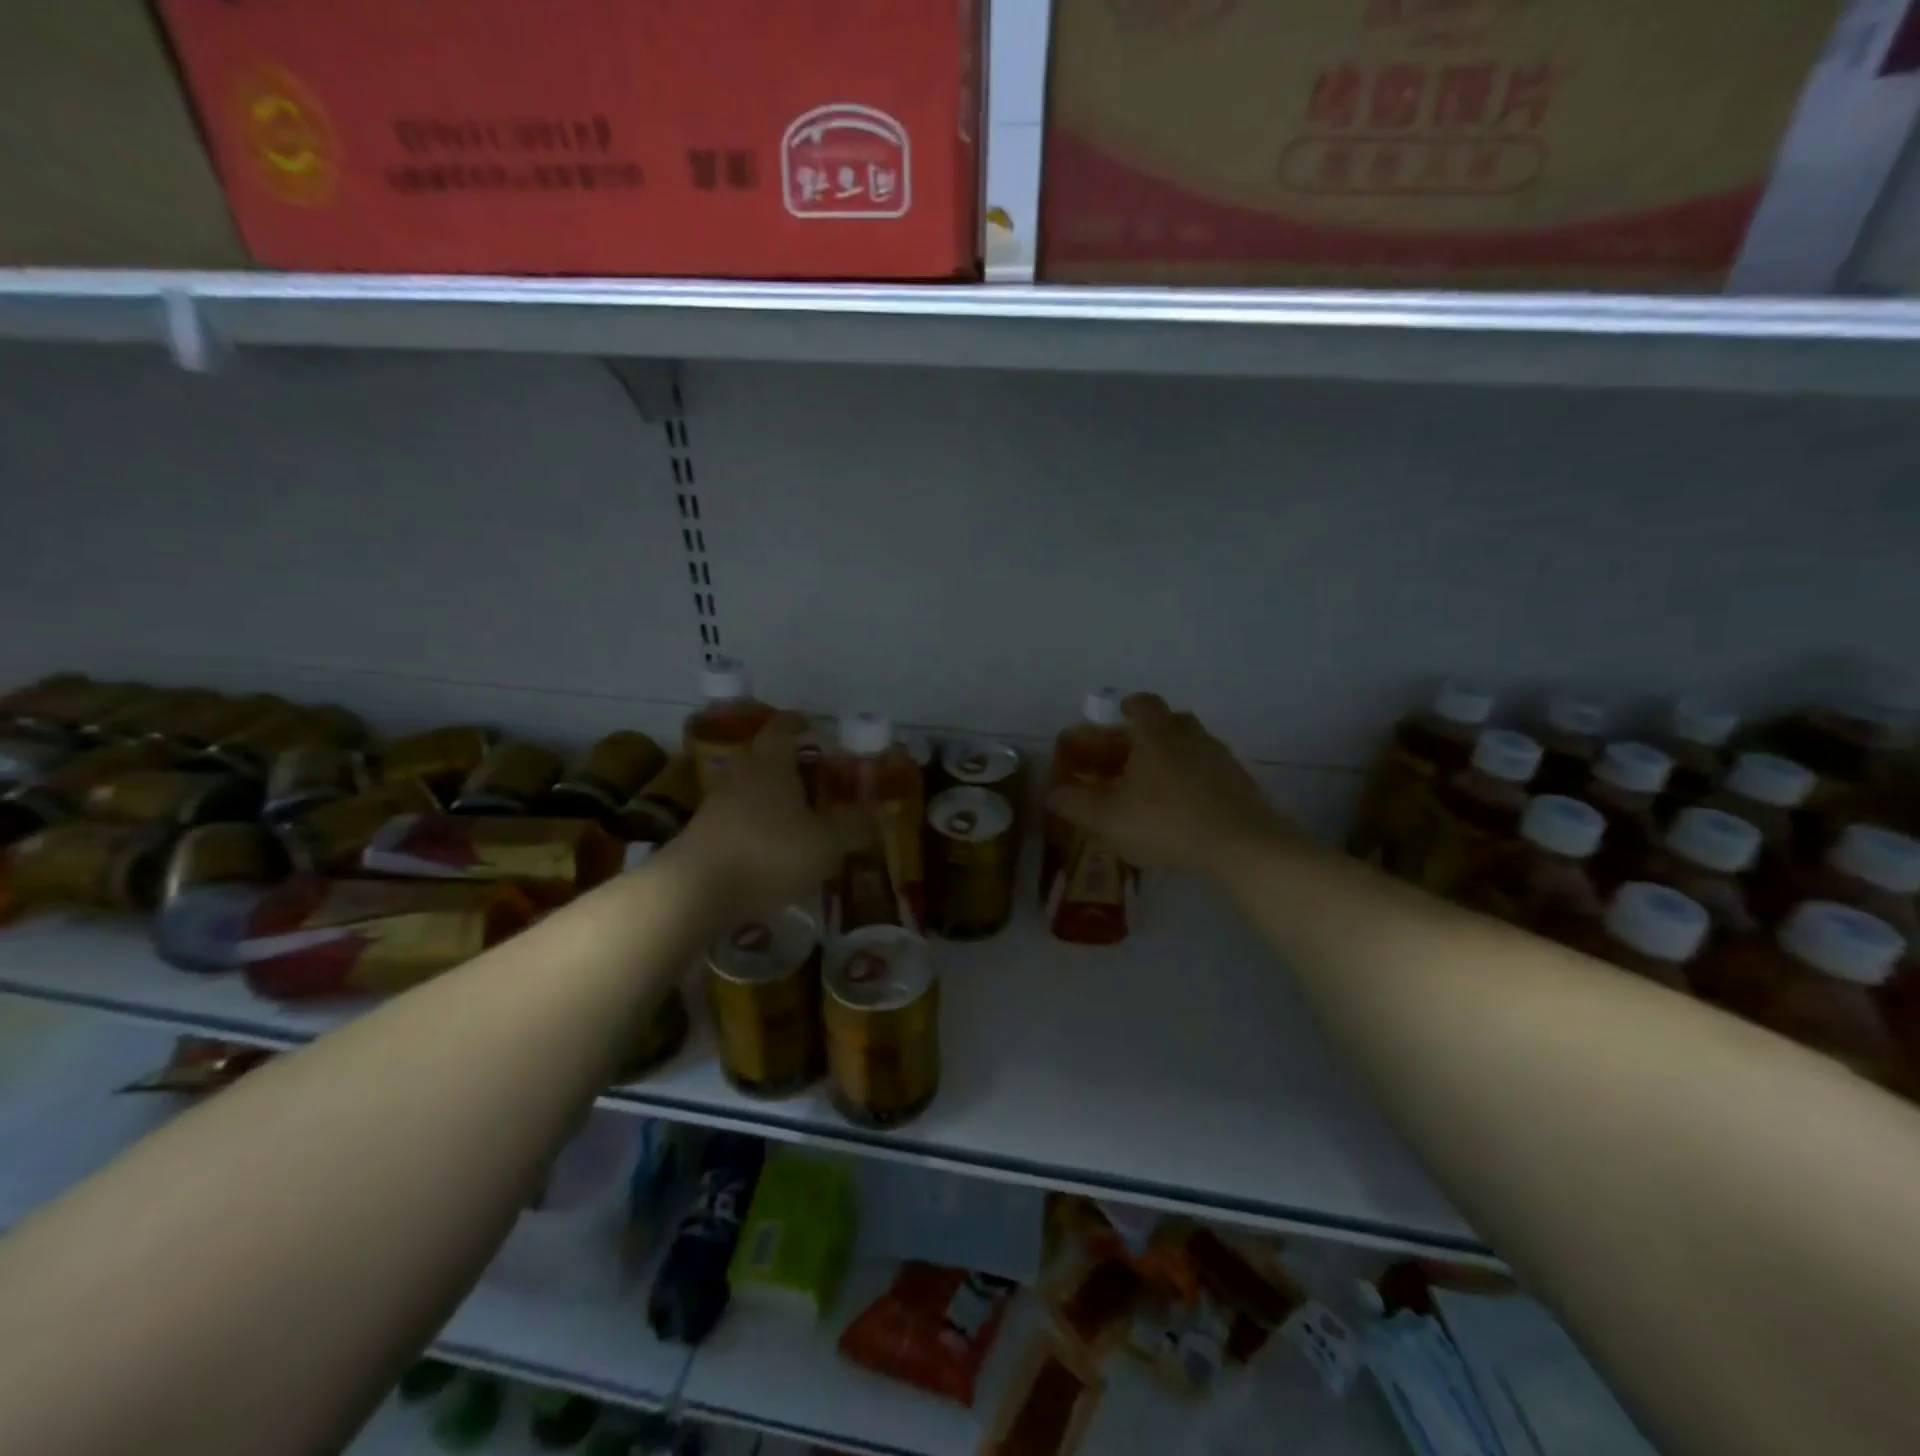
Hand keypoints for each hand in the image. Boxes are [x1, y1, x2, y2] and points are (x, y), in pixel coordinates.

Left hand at [674, 713, 868, 914]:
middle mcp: (741, 776)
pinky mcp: (704, 836)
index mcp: (771, 765)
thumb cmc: (769, 853)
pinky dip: (756, 824)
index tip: (809, 724)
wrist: (696, 890)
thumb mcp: (825, 843)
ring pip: (748, 789)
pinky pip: (737, 819)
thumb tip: (873, 816)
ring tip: (796, 813)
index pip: (781, 730)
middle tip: (811, 771)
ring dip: (770, 795)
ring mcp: (717, 806)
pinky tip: (772, 847)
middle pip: (762, 757)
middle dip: (786, 761)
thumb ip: (852, 827)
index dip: (796, 724)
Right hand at [1046, 694, 1294, 880]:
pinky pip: (1208, 772)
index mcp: (1157, 735)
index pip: (1143, 704)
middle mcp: (1191, 737)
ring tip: (1150, 785)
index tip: (1118, 713)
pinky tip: (1180, 808)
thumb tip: (1053, 794)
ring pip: (1190, 747)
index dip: (1128, 706)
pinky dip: (1190, 781)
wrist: (1244, 847)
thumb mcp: (1109, 817)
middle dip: (1144, 735)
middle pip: (1168, 722)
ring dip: (1169, 758)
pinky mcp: (1241, 786)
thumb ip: (1077, 804)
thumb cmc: (1167, 822)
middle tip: (1126, 754)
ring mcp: (1221, 760)